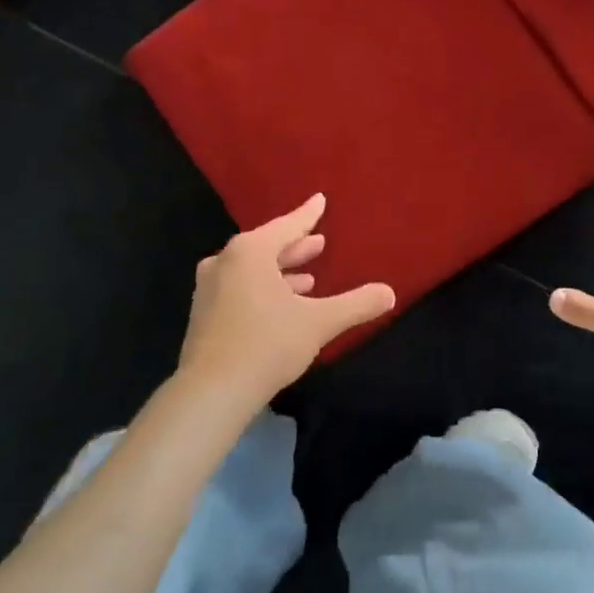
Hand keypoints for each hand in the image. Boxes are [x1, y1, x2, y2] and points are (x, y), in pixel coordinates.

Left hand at [180, 195, 394, 407]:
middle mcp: (225, 261)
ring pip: (252, 270)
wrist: (211, 392)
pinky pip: (240, 288)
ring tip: (308, 279)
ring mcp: (210, 289)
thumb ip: (356, 304)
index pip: (287, 226)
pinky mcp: (204, 315)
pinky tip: (281, 306)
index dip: (307, 215)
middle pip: (267, 246)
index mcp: (250, 251)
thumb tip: (389, 293)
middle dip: (295, 247)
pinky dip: (262, 289)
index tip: (320, 200)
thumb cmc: (267, 344)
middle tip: (319, 243)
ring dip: (280, 272)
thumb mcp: (319, 322)